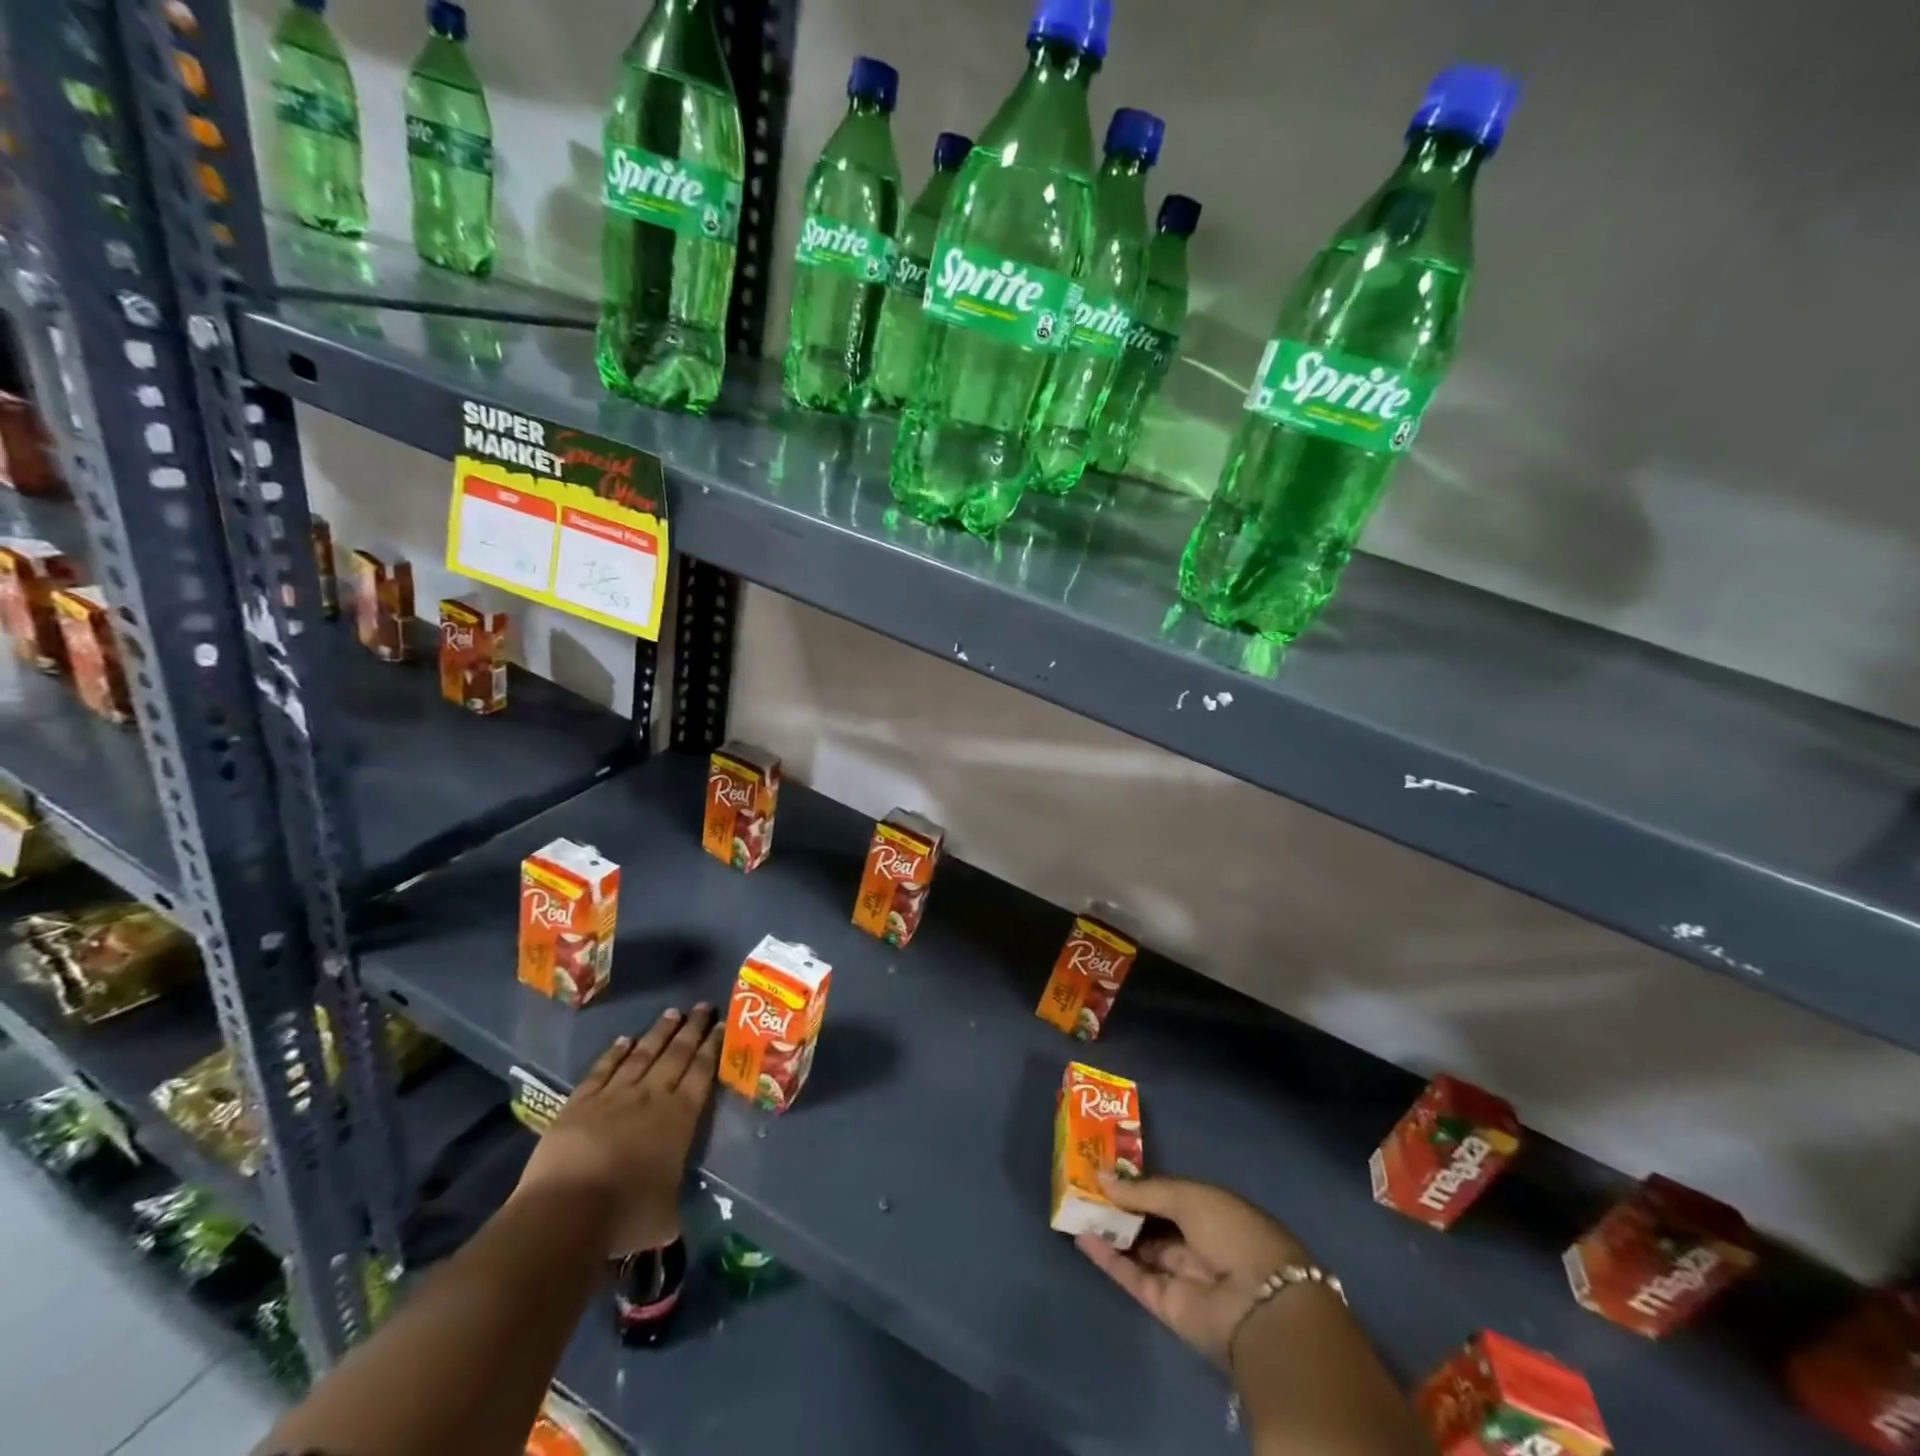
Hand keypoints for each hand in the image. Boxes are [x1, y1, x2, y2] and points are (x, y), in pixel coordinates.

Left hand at [514, 1005, 720, 1256]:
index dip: (713, 1048)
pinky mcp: (580, 1102)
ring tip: (673, 1012)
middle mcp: (652, 1097)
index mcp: (680, 1118)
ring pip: (643, 1054)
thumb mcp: (666, 1217)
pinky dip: (615, 1053)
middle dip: (692, 1029)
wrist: (566, 1212)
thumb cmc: (625, 1216)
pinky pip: (602, 1069)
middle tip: (703, 1006)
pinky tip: (624, 1040)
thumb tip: (675, 1212)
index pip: (702, 1073)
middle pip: (677, 1055)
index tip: (721, 1025)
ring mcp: (614, 1096)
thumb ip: (674, 1202)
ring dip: (659, 1032)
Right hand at [1076, 1176, 1316, 1368]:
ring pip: (1140, 1249)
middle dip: (1122, 1205)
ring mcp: (1182, 1276)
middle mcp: (1199, 1243)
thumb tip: (1101, 1177)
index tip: (1107, 1168)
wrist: (1259, 1305)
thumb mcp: (1188, 1196)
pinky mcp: (1166, 1306)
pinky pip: (1133, 1277)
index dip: (1140, 1183)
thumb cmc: (1232, 1232)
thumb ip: (1143, 1191)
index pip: (1171, 1195)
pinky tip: (1082, 1236)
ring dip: (1111, 1229)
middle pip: (1153, 1222)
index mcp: (1214, 1212)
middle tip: (1084, 1184)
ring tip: (1075, 1206)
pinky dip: (1108, 1258)